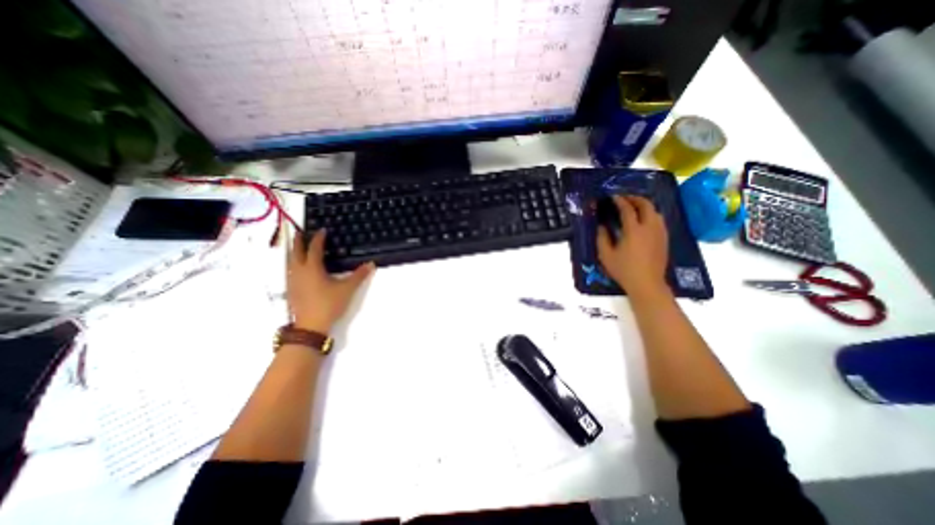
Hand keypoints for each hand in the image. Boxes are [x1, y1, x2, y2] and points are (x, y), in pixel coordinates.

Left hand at [287, 227, 374, 331]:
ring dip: (293, 252)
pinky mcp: (291, 290)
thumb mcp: (347, 289)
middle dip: (298, 241)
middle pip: (296, 252)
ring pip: (290, 262)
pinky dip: (293, 264)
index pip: (314, 248)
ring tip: (297, 247)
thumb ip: (359, 275)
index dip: (318, 238)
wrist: (310, 326)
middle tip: (300, 232)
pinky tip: (298, 269)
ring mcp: (293, 281)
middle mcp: (299, 272)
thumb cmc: (329, 304)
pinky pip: (290, 271)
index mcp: (312, 268)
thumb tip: (371, 264)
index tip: (322, 230)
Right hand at [598, 195, 672, 299]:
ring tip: (634, 208)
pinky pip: (659, 220)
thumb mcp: (606, 255)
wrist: (647, 284)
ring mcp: (660, 233)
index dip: (620, 201)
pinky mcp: (664, 239)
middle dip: (635, 198)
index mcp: (634, 230)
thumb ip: (602, 238)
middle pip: (646, 205)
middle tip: (625, 199)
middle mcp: (649, 227)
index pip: (628, 209)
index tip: (613, 197)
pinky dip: (651, 214)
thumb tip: (602, 226)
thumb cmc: (624, 270)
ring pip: (655, 211)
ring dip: (644, 206)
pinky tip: (643, 221)